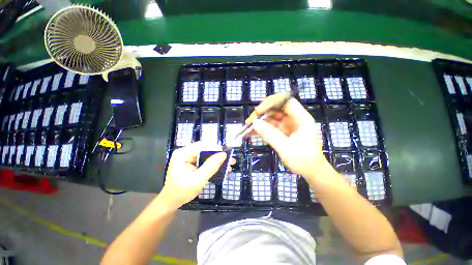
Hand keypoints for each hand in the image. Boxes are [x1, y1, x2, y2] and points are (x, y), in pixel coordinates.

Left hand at [158, 141, 227, 209]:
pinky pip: (206, 158)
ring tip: (229, 162)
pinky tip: (222, 167)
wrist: (171, 201)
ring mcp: (189, 156)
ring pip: (207, 152)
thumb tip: (223, 154)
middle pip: (205, 147)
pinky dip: (214, 162)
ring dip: (218, 158)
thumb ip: (210, 167)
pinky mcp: (192, 160)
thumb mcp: (197, 181)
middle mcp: (185, 151)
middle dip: (218, 153)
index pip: (202, 145)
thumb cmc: (181, 192)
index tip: (226, 155)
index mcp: (182, 154)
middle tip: (230, 159)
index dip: (215, 148)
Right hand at [249, 97, 331, 181]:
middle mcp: (293, 118)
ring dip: (259, 121)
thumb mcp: (285, 148)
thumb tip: (254, 123)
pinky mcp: (282, 131)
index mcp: (300, 118)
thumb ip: (270, 134)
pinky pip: (269, 126)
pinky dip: (261, 129)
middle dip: (261, 113)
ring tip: (247, 128)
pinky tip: (251, 133)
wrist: (310, 171)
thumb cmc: (303, 160)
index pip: (285, 102)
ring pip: (270, 117)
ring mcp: (287, 124)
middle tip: (249, 121)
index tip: (258, 111)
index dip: (271, 103)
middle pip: (275, 108)